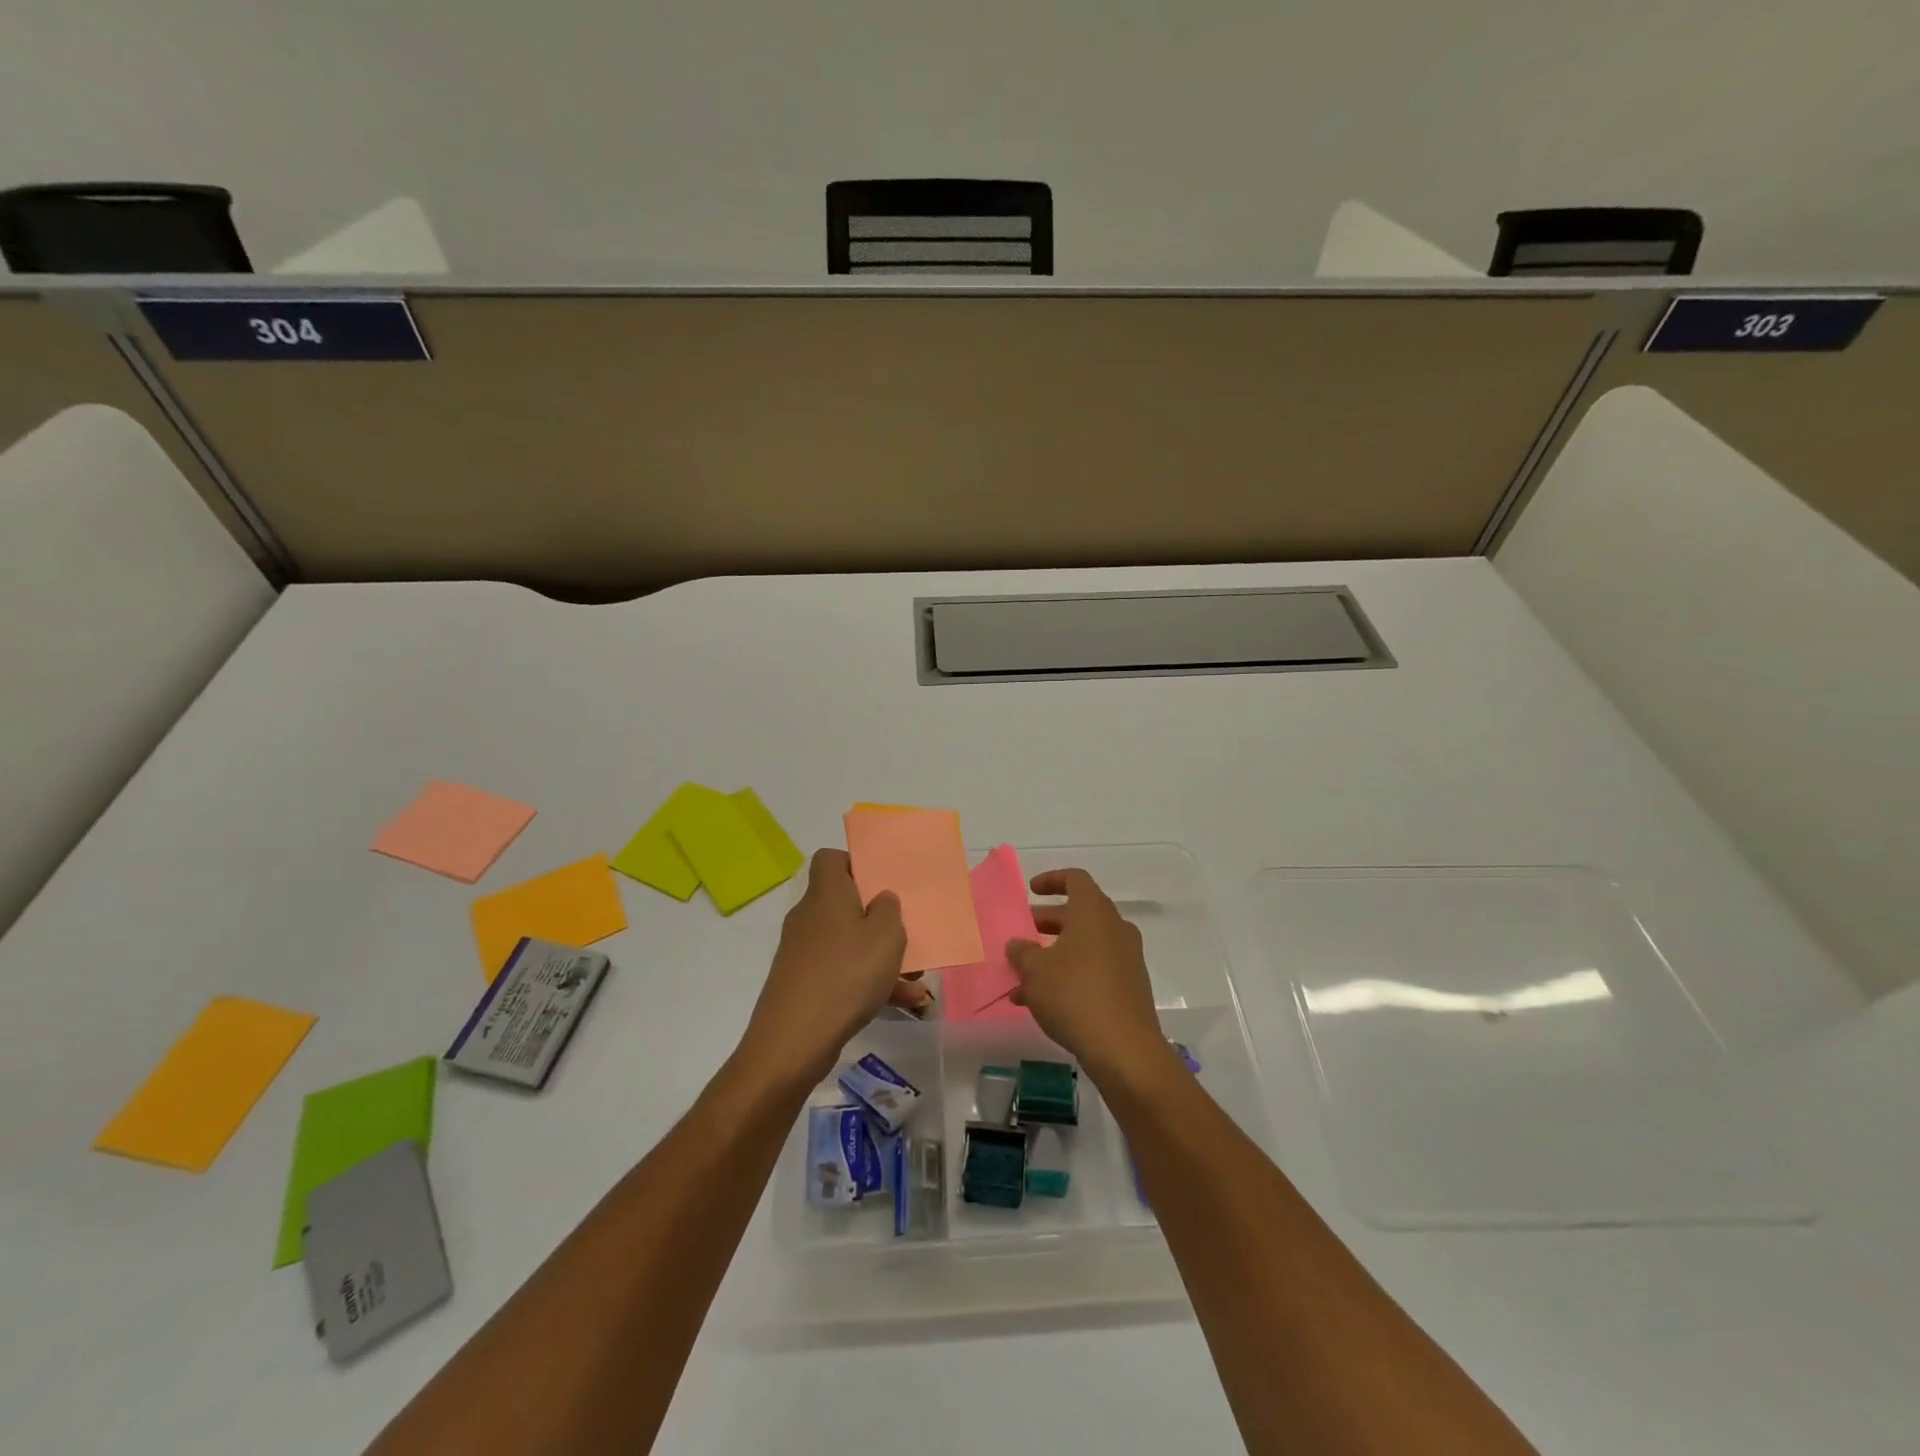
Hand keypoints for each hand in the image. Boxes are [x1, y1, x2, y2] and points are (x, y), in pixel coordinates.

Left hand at [737, 849, 910, 1088]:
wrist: (793, 1041)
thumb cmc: (846, 974)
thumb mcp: (886, 936)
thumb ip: (889, 909)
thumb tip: (880, 900)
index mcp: (826, 894)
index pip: (831, 859)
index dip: (856, 863)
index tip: (882, 882)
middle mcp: (810, 916)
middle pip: (844, 903)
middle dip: (878, 918)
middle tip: (905, 931)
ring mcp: (803, 952)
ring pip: (849, 942)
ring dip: (881, 956)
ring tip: (917, 977)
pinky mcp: (803, 984)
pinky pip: (842, 972)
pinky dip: (868, 983)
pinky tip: (901, 1003)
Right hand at [1006, 869, 1173, 1085]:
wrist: (1125, 1050)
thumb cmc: (1075, 996)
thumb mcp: (1035, 971)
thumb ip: (1022, 952)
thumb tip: (1018, 944)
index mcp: (1094, 913)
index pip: (1075, 879)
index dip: (1051, 880)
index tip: (1031, 891)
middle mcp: (1115, 928)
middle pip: (1080, 913)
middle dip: (1048, 922)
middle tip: (1024, 934)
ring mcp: (1127, 958)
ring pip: (1085, 944)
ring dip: (1055, 954)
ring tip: (1023, 977)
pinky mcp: (1130, 987)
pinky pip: (1095, 969)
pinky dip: (1070, 974)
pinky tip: (1043, 1003)